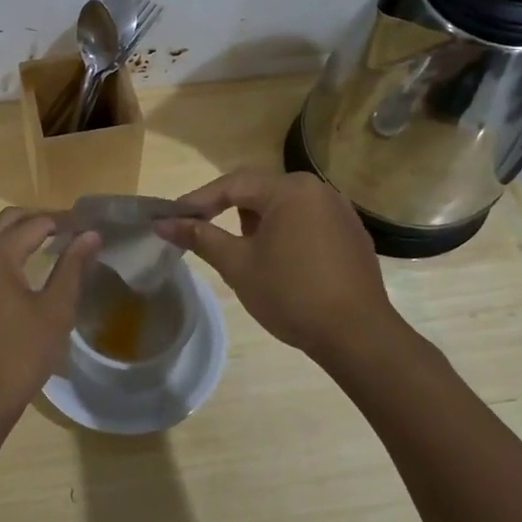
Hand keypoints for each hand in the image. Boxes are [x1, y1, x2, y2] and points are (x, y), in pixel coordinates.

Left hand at [0, 208, 101, 424]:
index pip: (36, 223)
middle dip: (39, 219)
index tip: (89, 227)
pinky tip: (14, 264)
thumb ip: (72, 267)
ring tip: (41, 240)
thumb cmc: (19, 355)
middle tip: (69, 230)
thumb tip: (91, 235)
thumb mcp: (55, 311)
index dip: (65, 222)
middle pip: (7, 219)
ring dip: (12, 228)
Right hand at [156, 170, 403, 366]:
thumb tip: (163, 223)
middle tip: (203, 233)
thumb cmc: (291, 294)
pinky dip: (285, 232)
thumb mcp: (238, 265)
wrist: (358, 336)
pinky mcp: (352, 234)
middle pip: (259, 190)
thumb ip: (200, 237)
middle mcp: (317, 189)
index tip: (172, 218)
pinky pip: (307, 221)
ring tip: (243, 253)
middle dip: (227, 210)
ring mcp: (339, 210)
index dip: (197, 201)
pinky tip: (281, 263)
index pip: (232, 185)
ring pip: (283, 205)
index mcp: (289, 190)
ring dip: (257, 222)